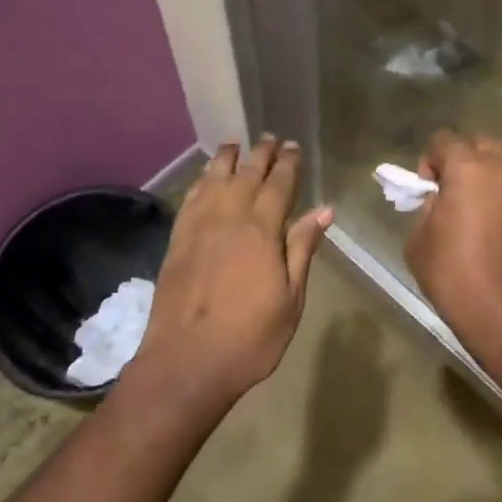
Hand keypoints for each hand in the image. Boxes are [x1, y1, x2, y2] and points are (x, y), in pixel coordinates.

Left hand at [131, 136, 331, 411]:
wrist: (187, 362)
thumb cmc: (250, 338)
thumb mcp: (290, 298)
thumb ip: (303, 249)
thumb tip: (324, 210)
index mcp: (261, 232)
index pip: (278, 185)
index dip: (288, 164)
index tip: (294, 147)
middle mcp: (228, 219)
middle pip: (246, 175)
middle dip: (261, 154)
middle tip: (270, 138)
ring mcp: (198, 228)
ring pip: (214, 180)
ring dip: (227, 159)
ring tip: (236, 145)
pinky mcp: (177, 241)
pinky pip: (191, 198)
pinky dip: (201, 181)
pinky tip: (206, 177)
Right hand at [405, 132, 501, 340]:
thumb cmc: (453, 273)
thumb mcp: (418, 238)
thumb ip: (428, 206)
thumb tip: (439, 199)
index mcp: (467, 166)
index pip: (443, 140)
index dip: (430, 160)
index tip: (428, 188)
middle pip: (481, 143)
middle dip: (464, 160)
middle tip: (455, 192)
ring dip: (493, 174)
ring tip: (485, 205)